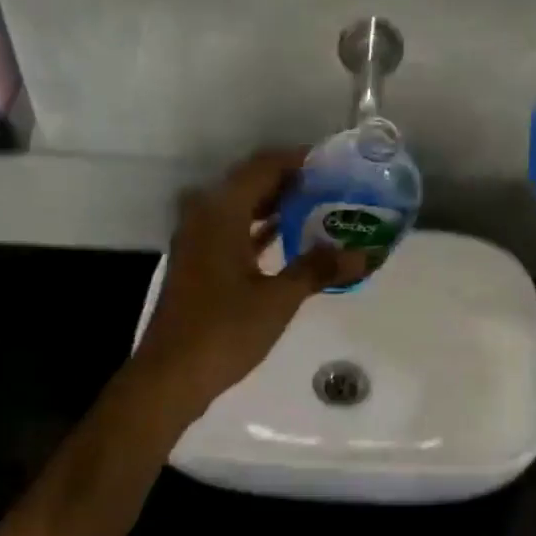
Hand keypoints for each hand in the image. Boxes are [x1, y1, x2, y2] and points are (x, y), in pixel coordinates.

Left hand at [132, 149, 368, 421]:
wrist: (172, 375)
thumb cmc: (224, 331)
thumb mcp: (278, 299)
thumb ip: (319, 269)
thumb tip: (363, 254)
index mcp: (221, 211)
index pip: (264, 166)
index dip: (299, 160)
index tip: (334, 162)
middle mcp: (204, 215)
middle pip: (251, 182)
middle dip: (292, 182)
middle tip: (334, 186)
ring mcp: (197, 239)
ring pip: (241, 207)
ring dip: (276, 205)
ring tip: (320, 207)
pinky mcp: (198, 262)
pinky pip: (233, 230)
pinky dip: (260, 229)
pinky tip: (289, 238)